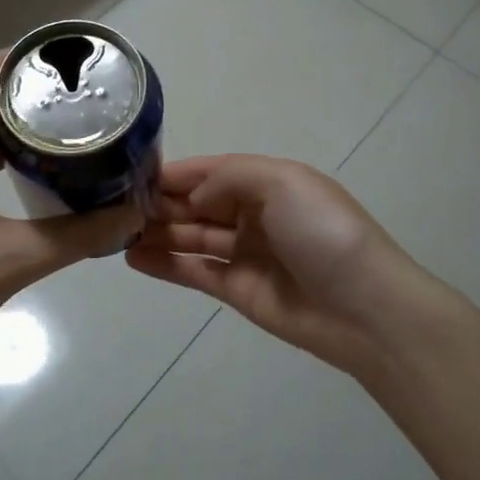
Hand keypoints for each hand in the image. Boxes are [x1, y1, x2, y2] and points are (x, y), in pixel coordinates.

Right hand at [126, 155, 442, 379]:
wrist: (364, 308)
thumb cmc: (323, 232)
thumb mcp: (283, 183)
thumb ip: (229, 177)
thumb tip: (192, 196)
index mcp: (268, 182)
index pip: (212, 171)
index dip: (176, 172)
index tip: (133, 173)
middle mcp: (254, 214)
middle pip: (198, 203)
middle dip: (161, 202)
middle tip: (115, 206)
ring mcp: (244, 253)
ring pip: (192, 236)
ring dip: (157, 232)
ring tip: (115, 231)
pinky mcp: (237, 291)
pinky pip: (194, 272)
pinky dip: (165, 264)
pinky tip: (133, 258)